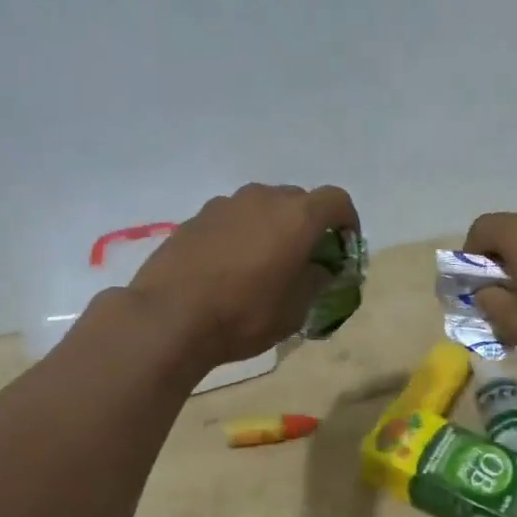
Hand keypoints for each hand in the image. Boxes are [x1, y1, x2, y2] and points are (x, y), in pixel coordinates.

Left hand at [127, 183, 359, 367]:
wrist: (168, 317)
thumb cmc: (244, 315)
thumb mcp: (295, 310)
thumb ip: (316, 281)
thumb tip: (319, 268)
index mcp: (296, 216)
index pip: (337, 200)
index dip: (347, 221)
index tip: (344, 247)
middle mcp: (262, 199)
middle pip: (298, 200)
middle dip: (308, 225)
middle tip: (304, 259)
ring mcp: (225, 205)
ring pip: (261, 207)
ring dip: (271, 227)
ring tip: (264, 264)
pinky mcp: (195, 218)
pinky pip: (231, 219)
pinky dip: (241, 235)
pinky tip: (229, 268)